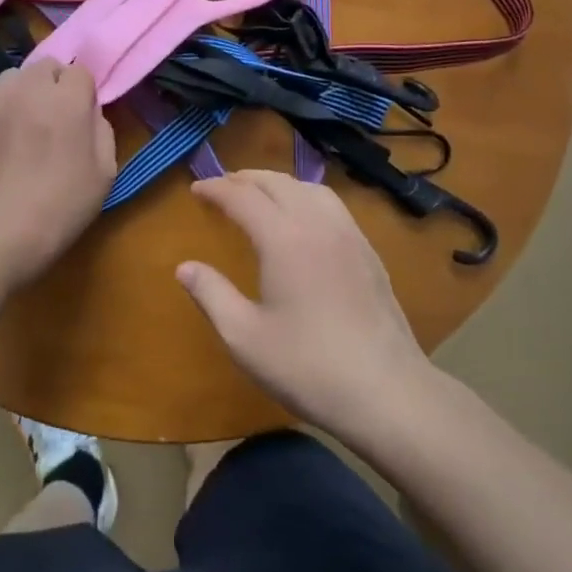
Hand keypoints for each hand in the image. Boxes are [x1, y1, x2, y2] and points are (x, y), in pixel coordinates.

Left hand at [0, 61, 115, 284]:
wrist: (2, 233)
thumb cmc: (62, 207)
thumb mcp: (105, 172)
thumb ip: (102, 130)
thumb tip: (88, 112)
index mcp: (68, 101)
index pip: (80, 72)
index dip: (83, 94)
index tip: (82, 119)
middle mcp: (30, 90)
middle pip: (46, 66)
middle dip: (54, 85)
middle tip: (54, 118)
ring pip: (13, 76)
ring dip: (23, 91)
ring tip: (23, 121)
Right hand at [177, 171, 432, 440]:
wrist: (387, 392)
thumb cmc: (308, 366)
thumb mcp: (244, 337)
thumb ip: (211, 295)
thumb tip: (184, 267)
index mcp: (284, 239)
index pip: (243, 196)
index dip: (215, 188)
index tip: (196, 189)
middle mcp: (317, 224)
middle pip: (277, 182)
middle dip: (244, 179)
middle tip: (220, 188)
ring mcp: (349, 235)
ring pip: (309, 188)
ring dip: (277, 183)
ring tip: (258, 196)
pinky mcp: (368, 252)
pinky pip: (332, 205)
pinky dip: (305, 197)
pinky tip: (301, 219)